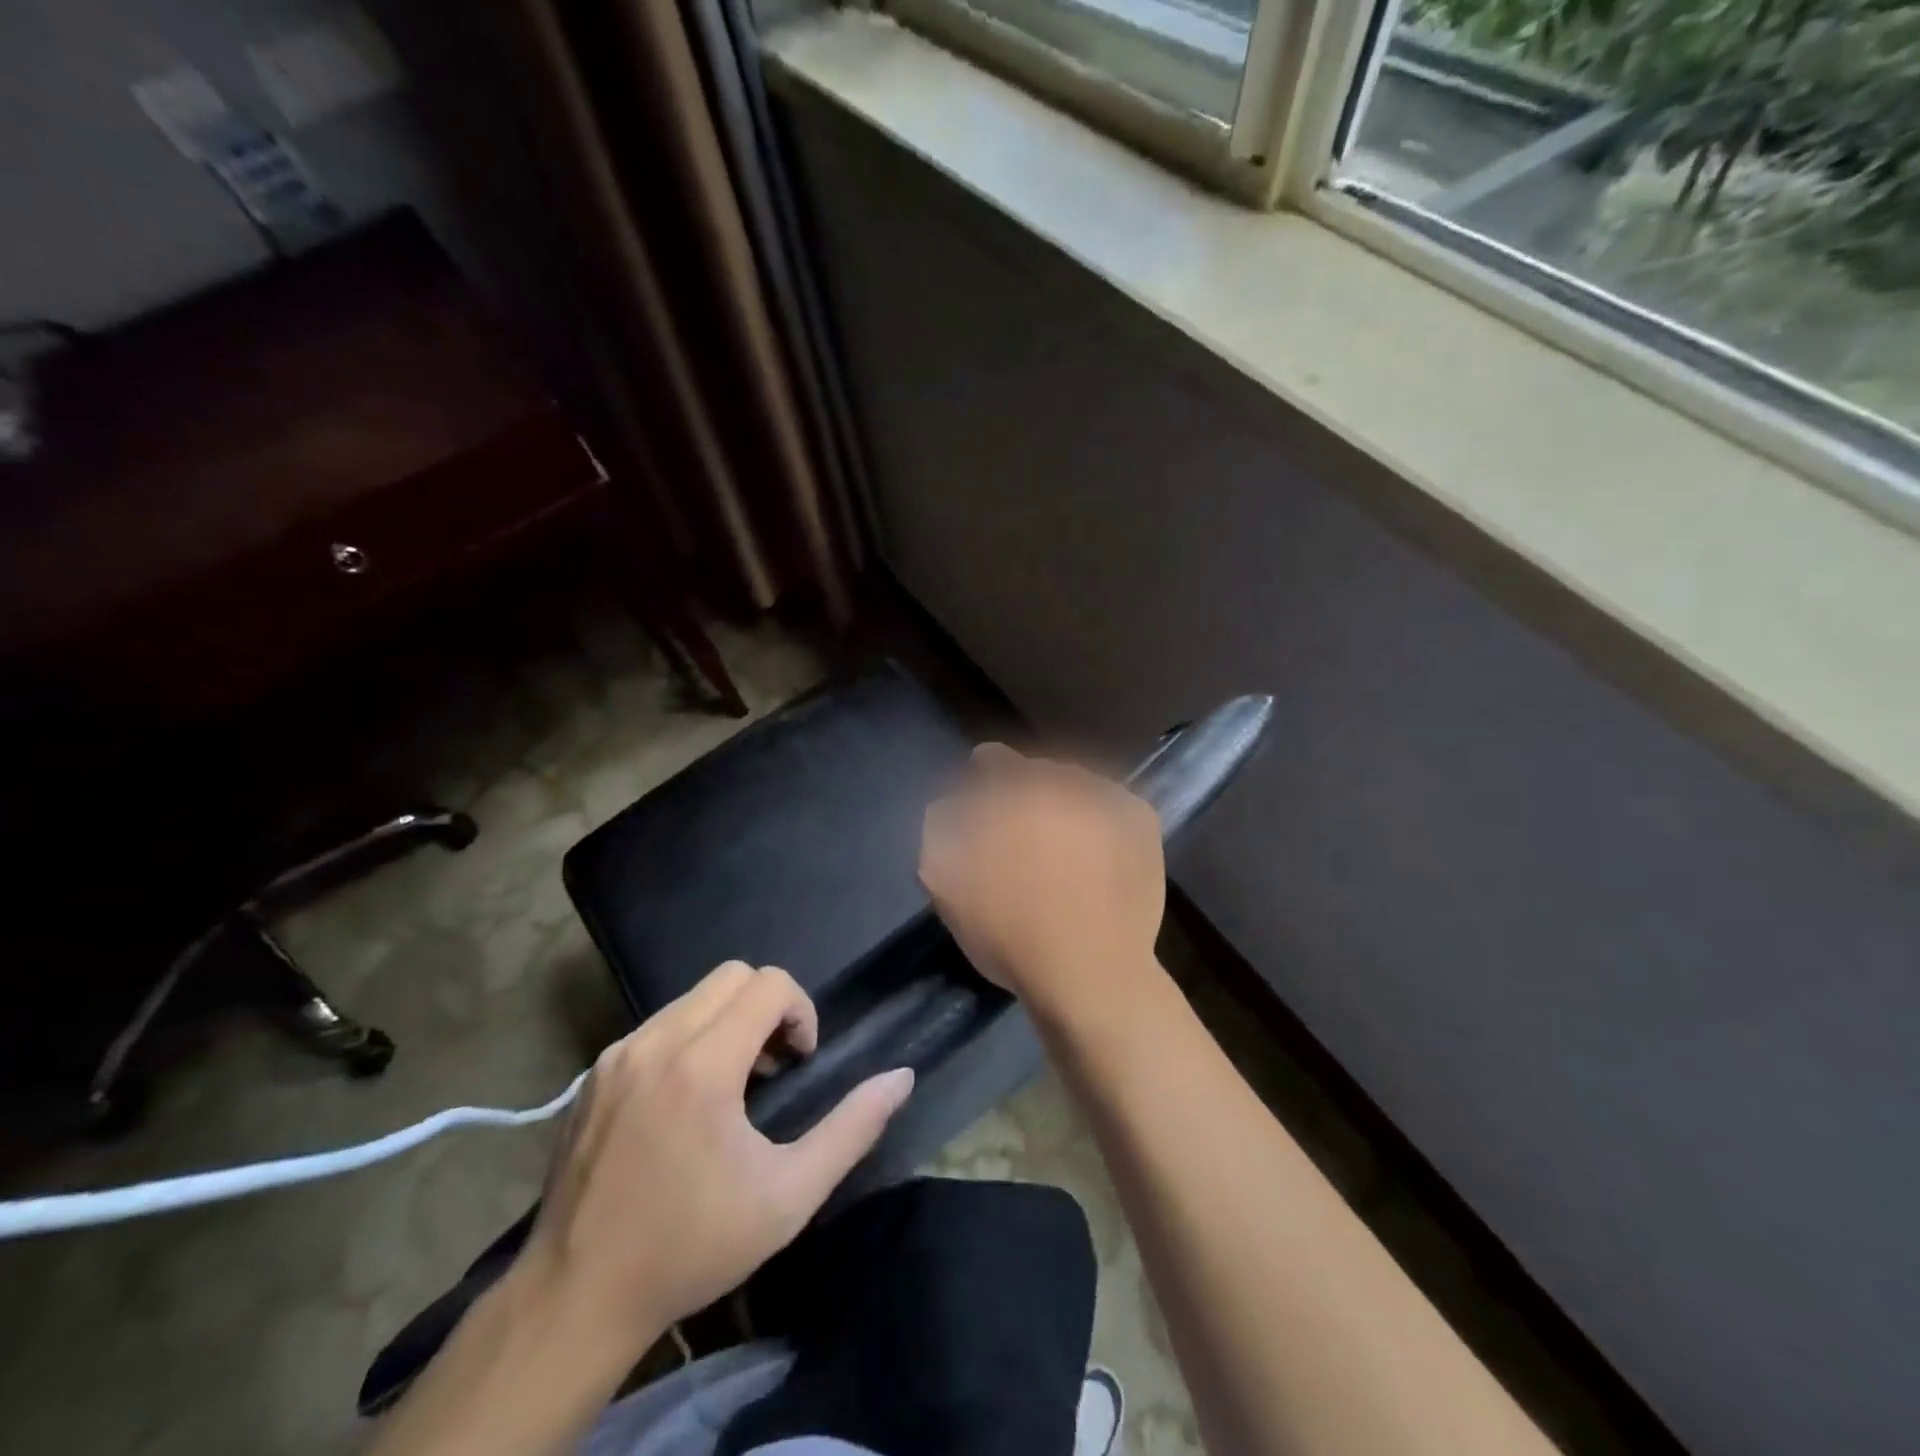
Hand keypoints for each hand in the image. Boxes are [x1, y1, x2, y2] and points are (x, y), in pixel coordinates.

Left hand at [521, 961, 914, 1352]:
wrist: (575, 1299)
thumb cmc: (691, 1246)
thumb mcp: (789, 1197)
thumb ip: (852, 1128)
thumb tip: (901, 1077)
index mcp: (702, 1065)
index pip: (768, 983)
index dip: (801, 1011)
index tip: (799, 1063)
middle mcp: (656, 1042)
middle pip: (732, 975)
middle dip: (767, 1007)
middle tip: (772, 1068)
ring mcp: (617, 1055)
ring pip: (693, 997)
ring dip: (728, 1021)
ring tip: (733, 1087)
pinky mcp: (594, 1074)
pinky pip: (658, 1025)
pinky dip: (689, 1039)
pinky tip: (686, 1103)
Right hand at [920, 744, 1165, 1015]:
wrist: (1089, 972)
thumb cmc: (1009, 931)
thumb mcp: (944, 881)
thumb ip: (941, 826)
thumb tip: (952, 804)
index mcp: (1012, 788)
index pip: (992, 760)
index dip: (982, 780)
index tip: (982, 805)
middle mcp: (1062, 779)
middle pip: (1037, 772)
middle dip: (1026, 795)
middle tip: (1024, 834)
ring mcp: (1107, 796)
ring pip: (1077, 786)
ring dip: (1066, 805)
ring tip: (1065, 847)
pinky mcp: (1140, 819)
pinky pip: (1113, 806)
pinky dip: (1103, 822)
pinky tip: (1098, 855)